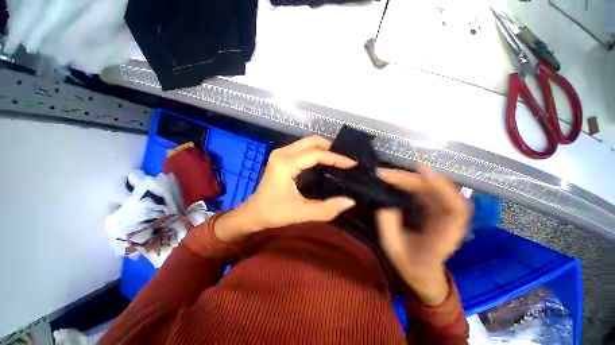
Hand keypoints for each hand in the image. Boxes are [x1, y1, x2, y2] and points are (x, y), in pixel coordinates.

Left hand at [214, 136, 356, 241]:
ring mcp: (281, 153)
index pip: (316, 154)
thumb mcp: (301, 213)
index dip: (336, 157)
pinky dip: (316, 152)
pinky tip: (325, 162)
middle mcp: (282, 153)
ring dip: (324, 149)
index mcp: (285, 164)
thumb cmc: (274, 213)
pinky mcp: (281, 157)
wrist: (253, 212)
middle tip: (345, 160)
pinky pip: (303, 148)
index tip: (352, 164)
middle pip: (312, 141)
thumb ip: (326, 209)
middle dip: (331, 148)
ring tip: (338, 160)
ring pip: (308, 142)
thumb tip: (350, 201)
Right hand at [376, 167, 470, 305]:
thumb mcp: (393, 248)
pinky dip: (412, 183)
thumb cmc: (409, 264)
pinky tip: (397, 179)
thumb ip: (388, 226)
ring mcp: (443, 214)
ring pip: (433, 189)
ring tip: (389, 174)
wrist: (422, 272)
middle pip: (439, 193)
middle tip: (387, 174)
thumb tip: (385, 204)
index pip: (454, 210)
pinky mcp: (435, 210)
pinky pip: (426, 191)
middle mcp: (449, 222)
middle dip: (413, 180)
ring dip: (411, 179)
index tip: (424, 174)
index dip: (443, 189)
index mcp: (444, 238)